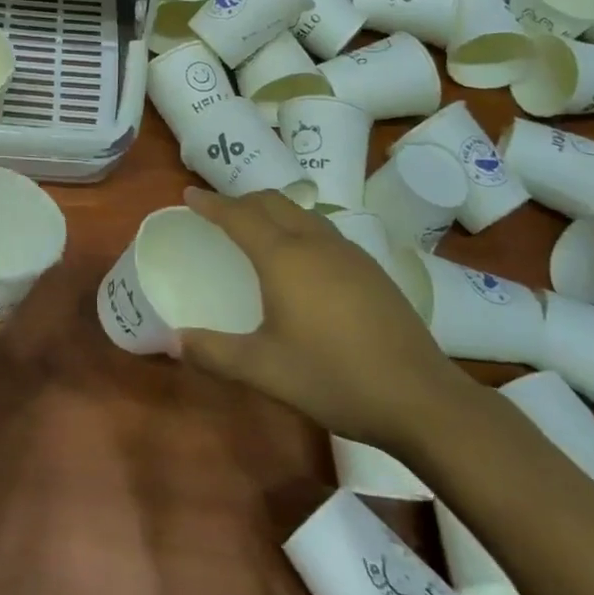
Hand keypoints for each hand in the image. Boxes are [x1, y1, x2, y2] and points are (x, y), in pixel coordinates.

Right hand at [179, 189, 477, 450]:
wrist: (422, 400)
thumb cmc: (334, 378)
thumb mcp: (264, 370)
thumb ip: (214, 353)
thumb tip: (171, 341)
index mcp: (284, 257)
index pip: (239, 215)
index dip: (211, 203)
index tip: (189, 195)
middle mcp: (315, 242)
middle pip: (272, 202)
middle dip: (241, 200)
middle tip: (219, 213)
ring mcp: (349, 253)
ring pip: (301, 213)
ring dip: (273, 211)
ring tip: (258, 230)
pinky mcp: (372, 269)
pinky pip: (324, 230)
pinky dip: (299, 227)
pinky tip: (303, 260)